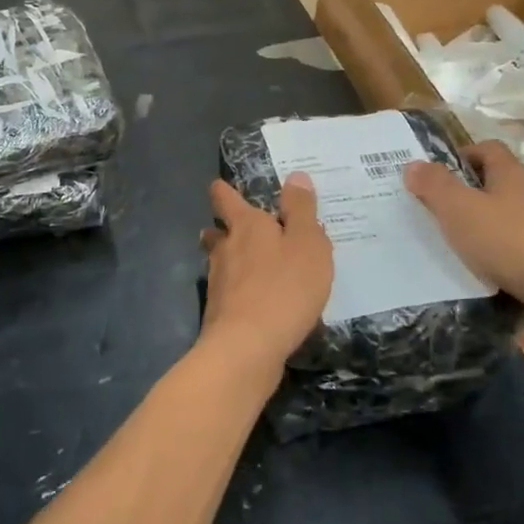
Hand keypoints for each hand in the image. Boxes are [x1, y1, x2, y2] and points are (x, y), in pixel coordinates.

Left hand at [198, 175, 333, 389]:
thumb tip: (295, 176)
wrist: (247, 347)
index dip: (224, 191)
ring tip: (250, 266)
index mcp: (246, 225)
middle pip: (216, 232)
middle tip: (239, 230)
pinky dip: (240, 293)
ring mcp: (218, 283)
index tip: (222, 187)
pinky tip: (257, 303)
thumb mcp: (307, 244)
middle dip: (224, 229)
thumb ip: (302, 210)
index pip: (225, 198)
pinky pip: (229, 294)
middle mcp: (225, 249)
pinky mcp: (220, 314)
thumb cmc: (284, 288)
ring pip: (219, 263)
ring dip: (230, 261)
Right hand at [403, 140, 523, 316]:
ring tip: (460, 247)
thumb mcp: (460, 210)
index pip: (487, 148)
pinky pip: (523, 246)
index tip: (437, 175)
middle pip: (498, 182)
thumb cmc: (511, 242)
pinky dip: (504, 254)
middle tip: (440, 212)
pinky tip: (490, 274)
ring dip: (487, 226)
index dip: (461, 156)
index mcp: (510, 173)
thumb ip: (434, 185)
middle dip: (469, 194)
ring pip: (510, 216)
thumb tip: (414, 164)